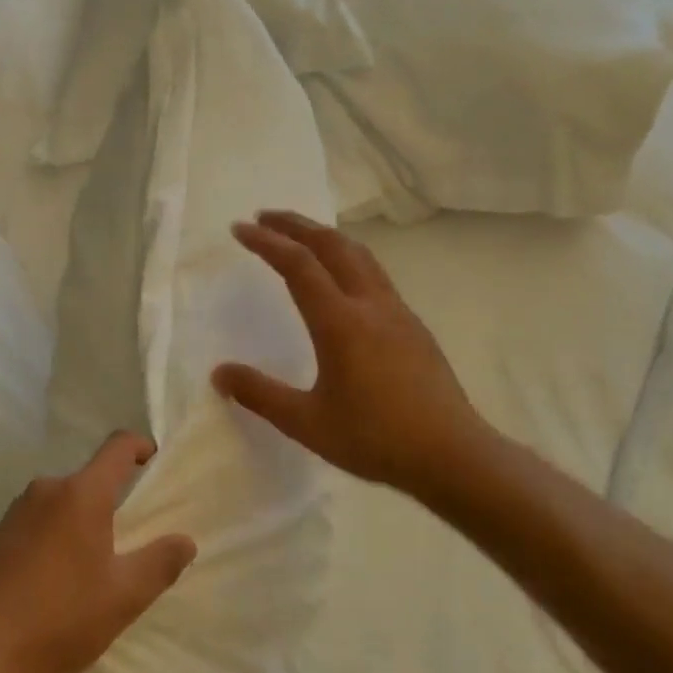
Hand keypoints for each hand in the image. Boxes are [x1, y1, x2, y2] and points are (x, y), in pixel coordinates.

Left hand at [0, 432, 196, 672]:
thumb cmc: (62, 618)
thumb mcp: (125, 596)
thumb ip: (161, 563)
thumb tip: (184, 540)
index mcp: (80, 493)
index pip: (118, 447)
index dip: (142, 447)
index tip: (155, 462)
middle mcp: (46, 489)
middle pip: (90, 479)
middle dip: (113, 501)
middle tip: (129, 542)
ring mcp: (16, 511)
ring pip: (63, 502)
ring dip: (83, 522)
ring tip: (93, 568)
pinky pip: (39, 520)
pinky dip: (57, 535)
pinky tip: (57, 580)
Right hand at [213, 211, 497, 504]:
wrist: (452, 455)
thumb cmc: (375, 439)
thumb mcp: (306, 422)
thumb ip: (260, 394)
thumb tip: (219, 373)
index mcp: (340, 323)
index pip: (298, 265)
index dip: (266, 242)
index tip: (240, 228)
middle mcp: (370, 305)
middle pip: (332, 245)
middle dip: (296, 224)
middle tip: (265, 217)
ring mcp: (397, 312)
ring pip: (359, 255)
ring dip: (325, 237)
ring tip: (301, 237)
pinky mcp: (413, 326)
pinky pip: (375, 274)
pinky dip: (347, 259)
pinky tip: (341, 280)